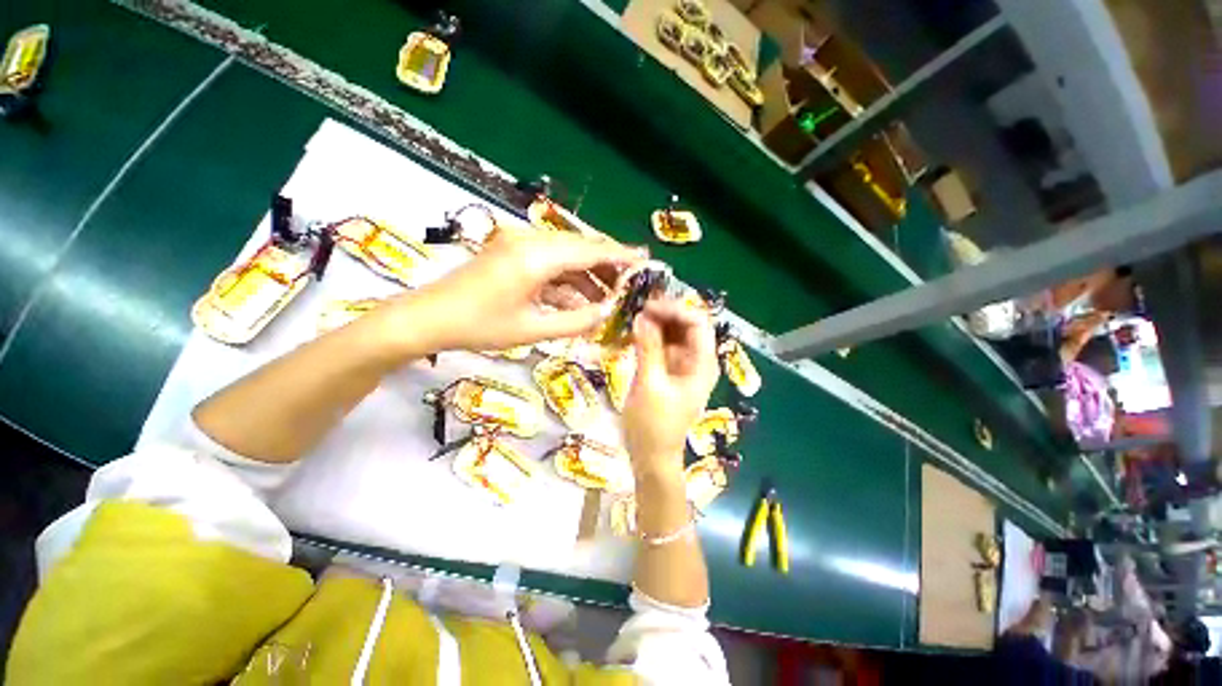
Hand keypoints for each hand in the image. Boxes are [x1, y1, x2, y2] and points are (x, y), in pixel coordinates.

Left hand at [390, 229, 642, 353]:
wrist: (427, 318)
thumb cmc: (479, 326)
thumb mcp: (533, 329)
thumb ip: (576, 320)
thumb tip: (608, 312)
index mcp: (537, 257)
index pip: (591, 250)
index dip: (621, 256)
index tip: (645, 260)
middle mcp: (531, 241)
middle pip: (581, 248)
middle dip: (607, 267)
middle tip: (628, 287)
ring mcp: (519, 244)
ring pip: (566, 256)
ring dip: (587, 276)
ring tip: (607, 300)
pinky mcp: (511, 252)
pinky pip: (549, 262)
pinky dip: (567, 279)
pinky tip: (578, 299)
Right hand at [622, 298, 718, 478]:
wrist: (651, 457)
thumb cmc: (653, 425)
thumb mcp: (649, 385)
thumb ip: (647, 349)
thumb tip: (641, 317)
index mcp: (702, 364)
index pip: (697, 323)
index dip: (675, 310)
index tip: (648, 307)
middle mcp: (696, 361)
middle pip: (686, 325)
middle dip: (664, 314)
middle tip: (637, 309)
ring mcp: (682, 366)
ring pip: (673, 334)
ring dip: (655, 324)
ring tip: (633, 317)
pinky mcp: (668, 371)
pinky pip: (662, 346)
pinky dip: (650, 337)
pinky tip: (634, 333)